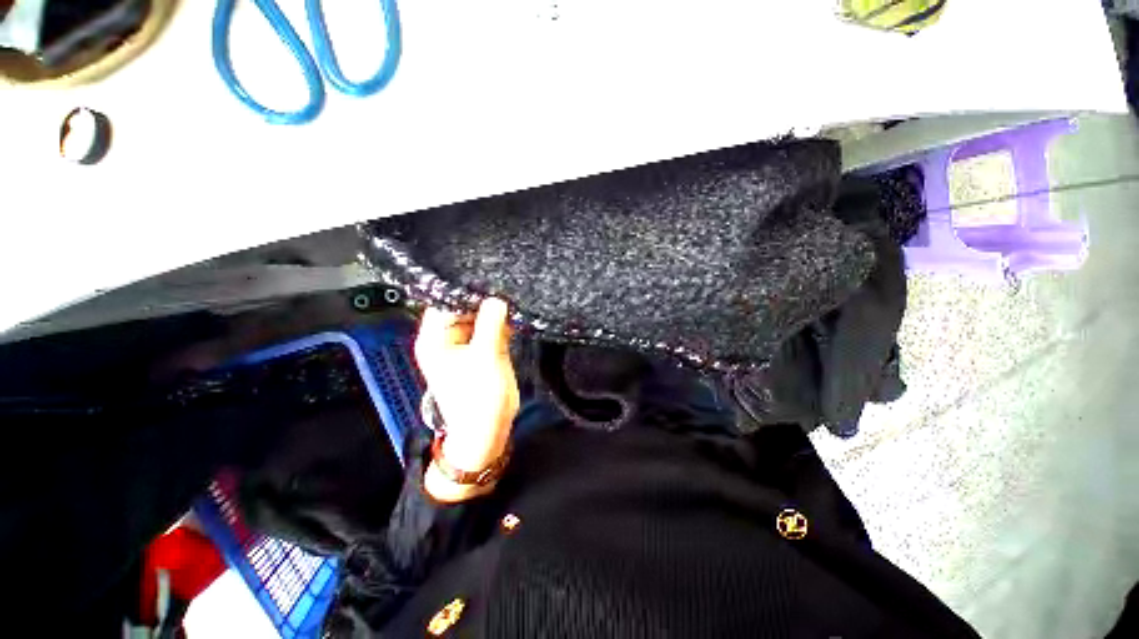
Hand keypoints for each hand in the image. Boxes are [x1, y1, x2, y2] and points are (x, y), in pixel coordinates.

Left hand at [415, 298, 519, 501]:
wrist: (488, 430)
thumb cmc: (478, 400)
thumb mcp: (485, 360)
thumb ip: (491, 327)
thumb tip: (497, 299)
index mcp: (436, 339)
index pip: (445, 303)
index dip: (463, 289)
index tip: (485, 275)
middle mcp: (449, 338)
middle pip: (463, 307)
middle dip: (482, 296)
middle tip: (503, 280)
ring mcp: (468, 343)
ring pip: (480, 316)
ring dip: (494, 308)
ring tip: (511, 290)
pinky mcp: (484, 348)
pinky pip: (492, 327)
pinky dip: (502, 320)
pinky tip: (514, 309)